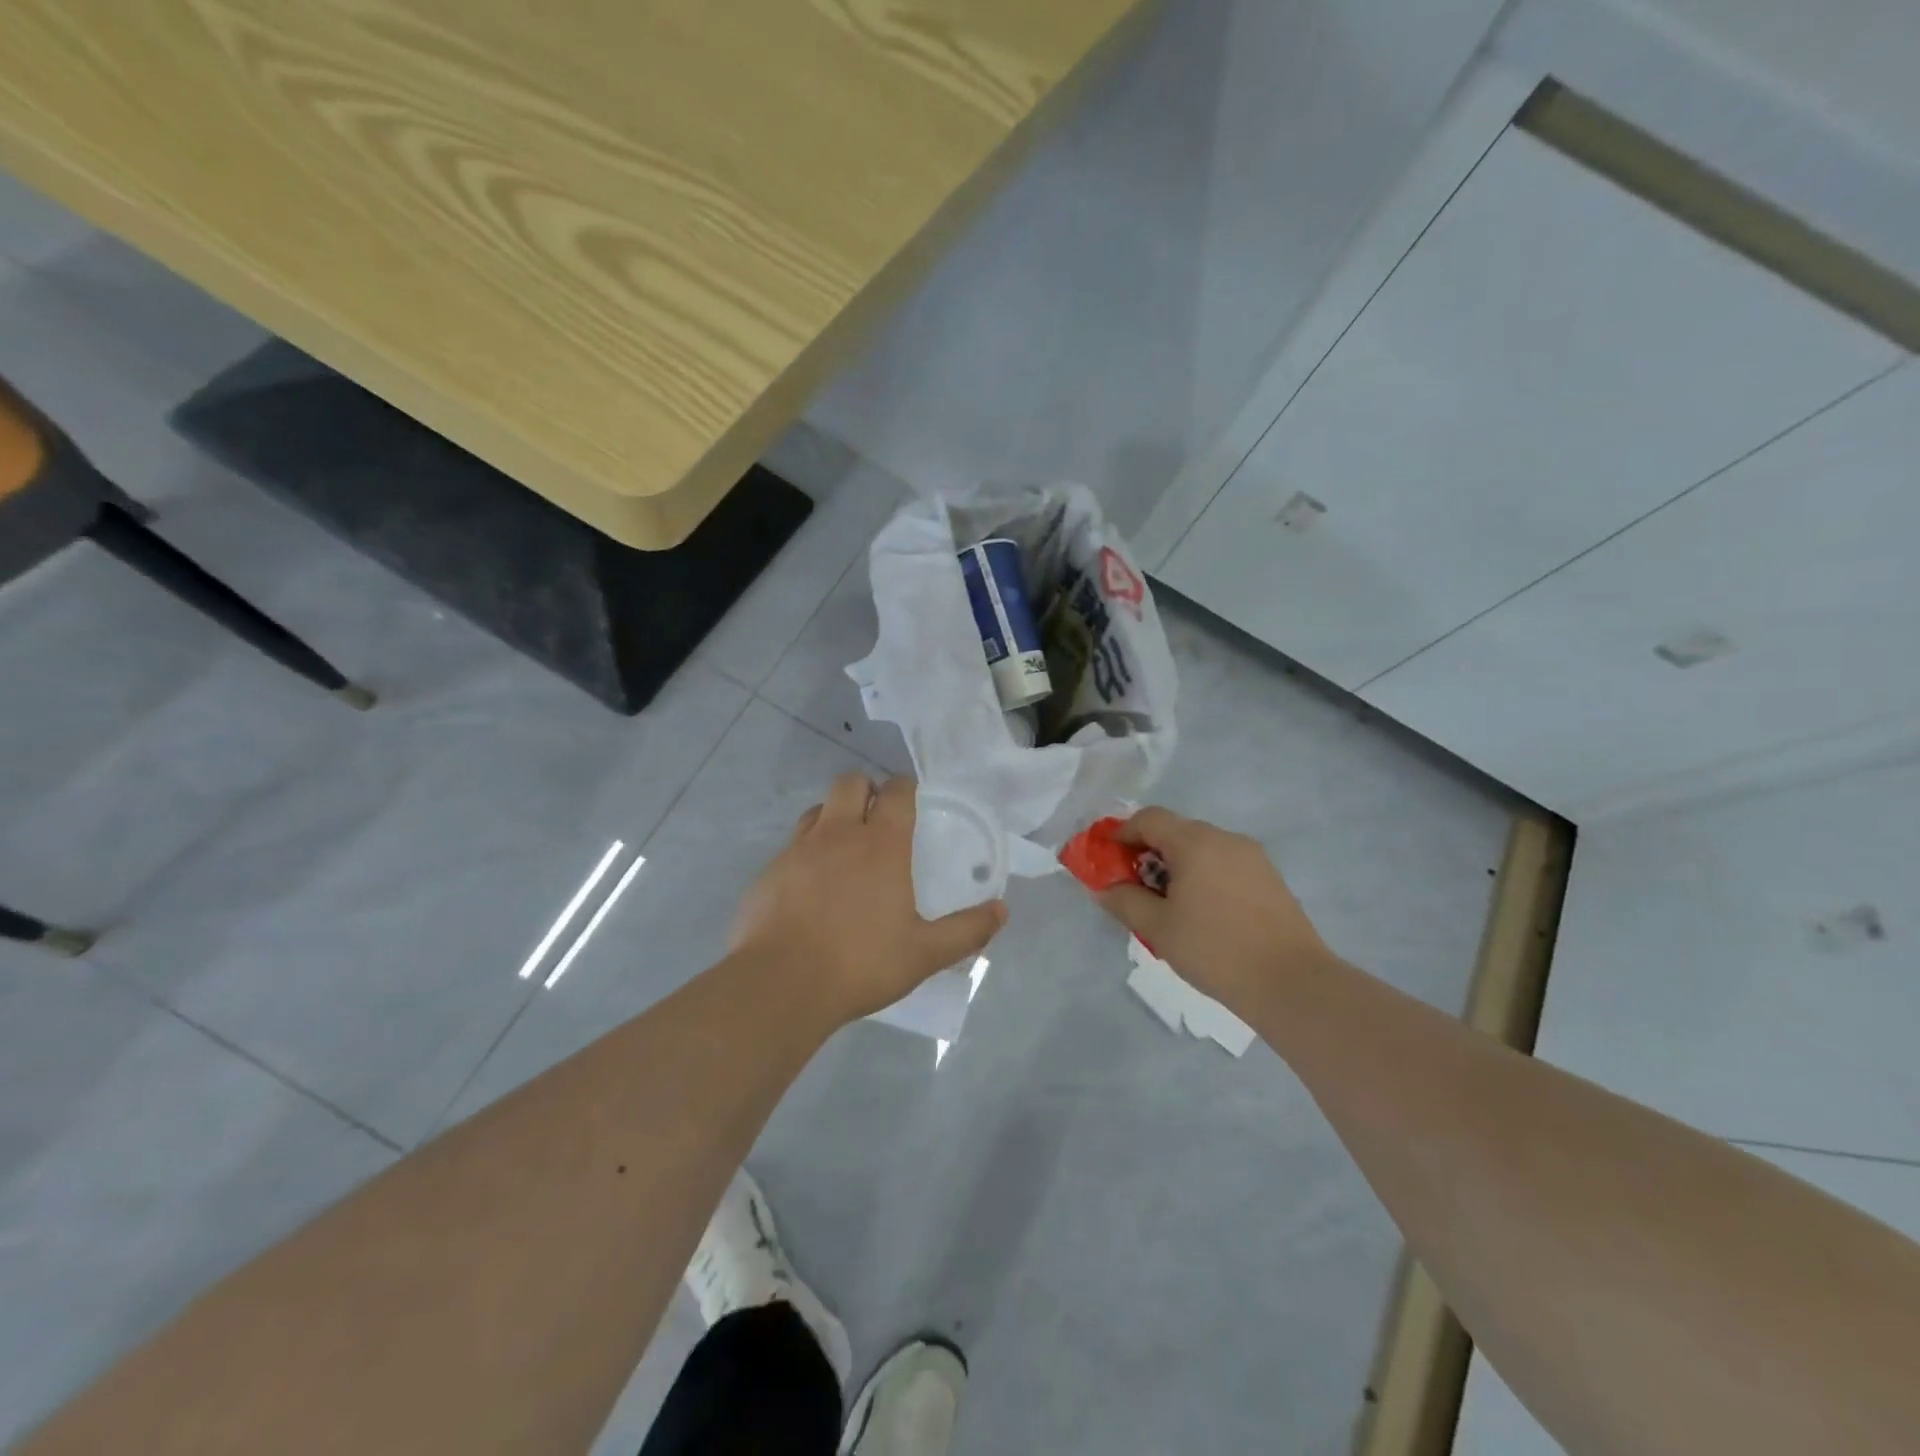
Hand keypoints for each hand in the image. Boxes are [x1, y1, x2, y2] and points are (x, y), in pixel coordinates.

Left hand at [730, 772, 1007, 1023]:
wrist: (780, 985)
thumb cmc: (860, 963)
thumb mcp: (924, 954)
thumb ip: (966, 930)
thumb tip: (1002, 910)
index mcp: (881, 845)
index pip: (896, 792)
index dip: (904, 787)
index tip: (910, 796)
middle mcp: (838, 834)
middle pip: (850, 783)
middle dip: (866, 789)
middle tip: (877, 816)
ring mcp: (798, 849)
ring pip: (817, 809)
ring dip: (833, 816)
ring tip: (844, 847)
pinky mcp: (769, 871)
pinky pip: (792, 845)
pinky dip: (806, 852)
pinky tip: (811, 886)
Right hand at [1092, 806, 1331, 1007]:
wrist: (1291, 982)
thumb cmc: (1215, 950)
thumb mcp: (1158, 928)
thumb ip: (1124, 901)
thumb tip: (1104, 888)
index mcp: (1195, 842)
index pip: (1149, 818)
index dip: (1122, 833)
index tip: (1109, 859)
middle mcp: (1225, 838)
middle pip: (1176, 830)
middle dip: (1149, 851)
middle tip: (1134, 886)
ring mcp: (1252, 857)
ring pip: (1202, 848)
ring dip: (1177, 864)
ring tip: (1168, 903)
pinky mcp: (1269, 878)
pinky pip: (1224, 864)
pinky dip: (1203, 875)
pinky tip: (1202, 911)